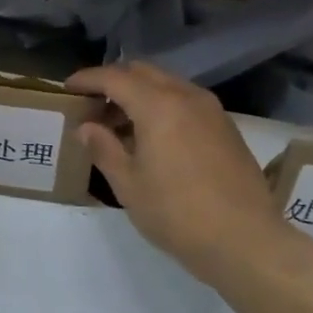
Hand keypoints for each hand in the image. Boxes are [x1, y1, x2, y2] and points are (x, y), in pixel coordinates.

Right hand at [66, 63, 312, 289]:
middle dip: (114, 82)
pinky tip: (154, 137)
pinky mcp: (226, 127)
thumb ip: (104, 149)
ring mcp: (212, 110)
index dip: (87, 79)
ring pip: (167, 85)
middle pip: (143, 72)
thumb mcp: (129, 185)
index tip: (67, 89)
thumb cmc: (177, 214)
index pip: (114, 77)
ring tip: (120, 125)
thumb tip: (87, 127)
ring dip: (140, 94)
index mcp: (158, 105)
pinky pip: (186, 101)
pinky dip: (163, 106)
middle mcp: (187, 96)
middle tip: (93, 106)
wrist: (245, 239)